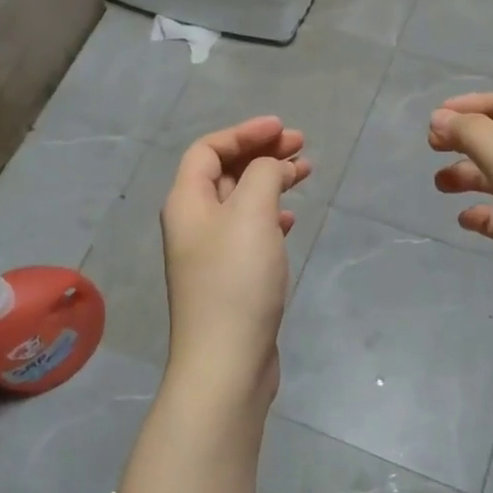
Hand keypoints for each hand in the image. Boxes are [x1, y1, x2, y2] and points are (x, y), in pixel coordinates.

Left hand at [161, 116, 309, 408]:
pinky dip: (269, 216)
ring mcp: (209, 252)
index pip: (208, 149)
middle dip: (262, 154)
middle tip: (302, 148)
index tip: (283, 130)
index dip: (244, 133)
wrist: (227, 362)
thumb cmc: (236, 279)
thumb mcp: (252, 213)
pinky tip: (289, 219)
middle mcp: (192, 222)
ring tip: (305, 174)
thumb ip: (263, 175)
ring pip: (240, 201)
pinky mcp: (229, 278)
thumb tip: (270, 167)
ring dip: (270, 182)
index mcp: (187, 201)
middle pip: (225, 172)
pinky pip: (248, 231)